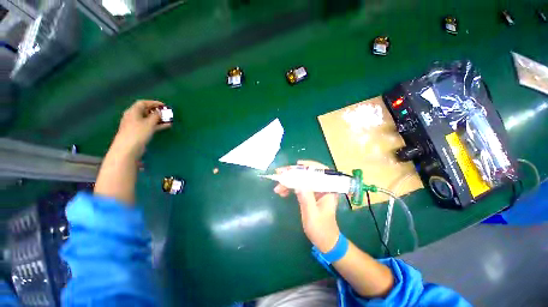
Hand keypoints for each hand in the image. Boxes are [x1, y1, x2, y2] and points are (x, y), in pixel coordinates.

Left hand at [113, 100, 170, 157]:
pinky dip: (157, 125)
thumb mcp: (149, 123)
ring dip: (159, 119)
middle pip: (145, 111)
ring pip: (149, 119)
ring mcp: (136, 125)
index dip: (154, 103)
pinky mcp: (139, 132)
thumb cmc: (138, 133)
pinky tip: (166, 126)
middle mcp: (133, 117)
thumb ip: (156, 116)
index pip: (143, 103)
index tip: (164, 105)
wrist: (128, 149)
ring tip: (169, 120)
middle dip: (157, 111)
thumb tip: (160, 111)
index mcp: (133, 112)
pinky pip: (149, 125)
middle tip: (167, 113)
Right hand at [274, 160, 339, 252]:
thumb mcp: (312, 214)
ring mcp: (315, 191)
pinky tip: (282, 192)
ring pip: (302, 181)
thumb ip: (306, 198)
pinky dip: (290, 188)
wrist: (325, 242)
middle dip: (293, 173)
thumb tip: (298, 184)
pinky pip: (299, 187)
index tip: (298, 164)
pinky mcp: (310, 195)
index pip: (321, 172)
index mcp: (328, 190)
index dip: (310, 166)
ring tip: (277, 187)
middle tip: (280, 173)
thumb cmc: (321, 229)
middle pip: (308, 175)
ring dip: (289, 182)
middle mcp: (322, 188)